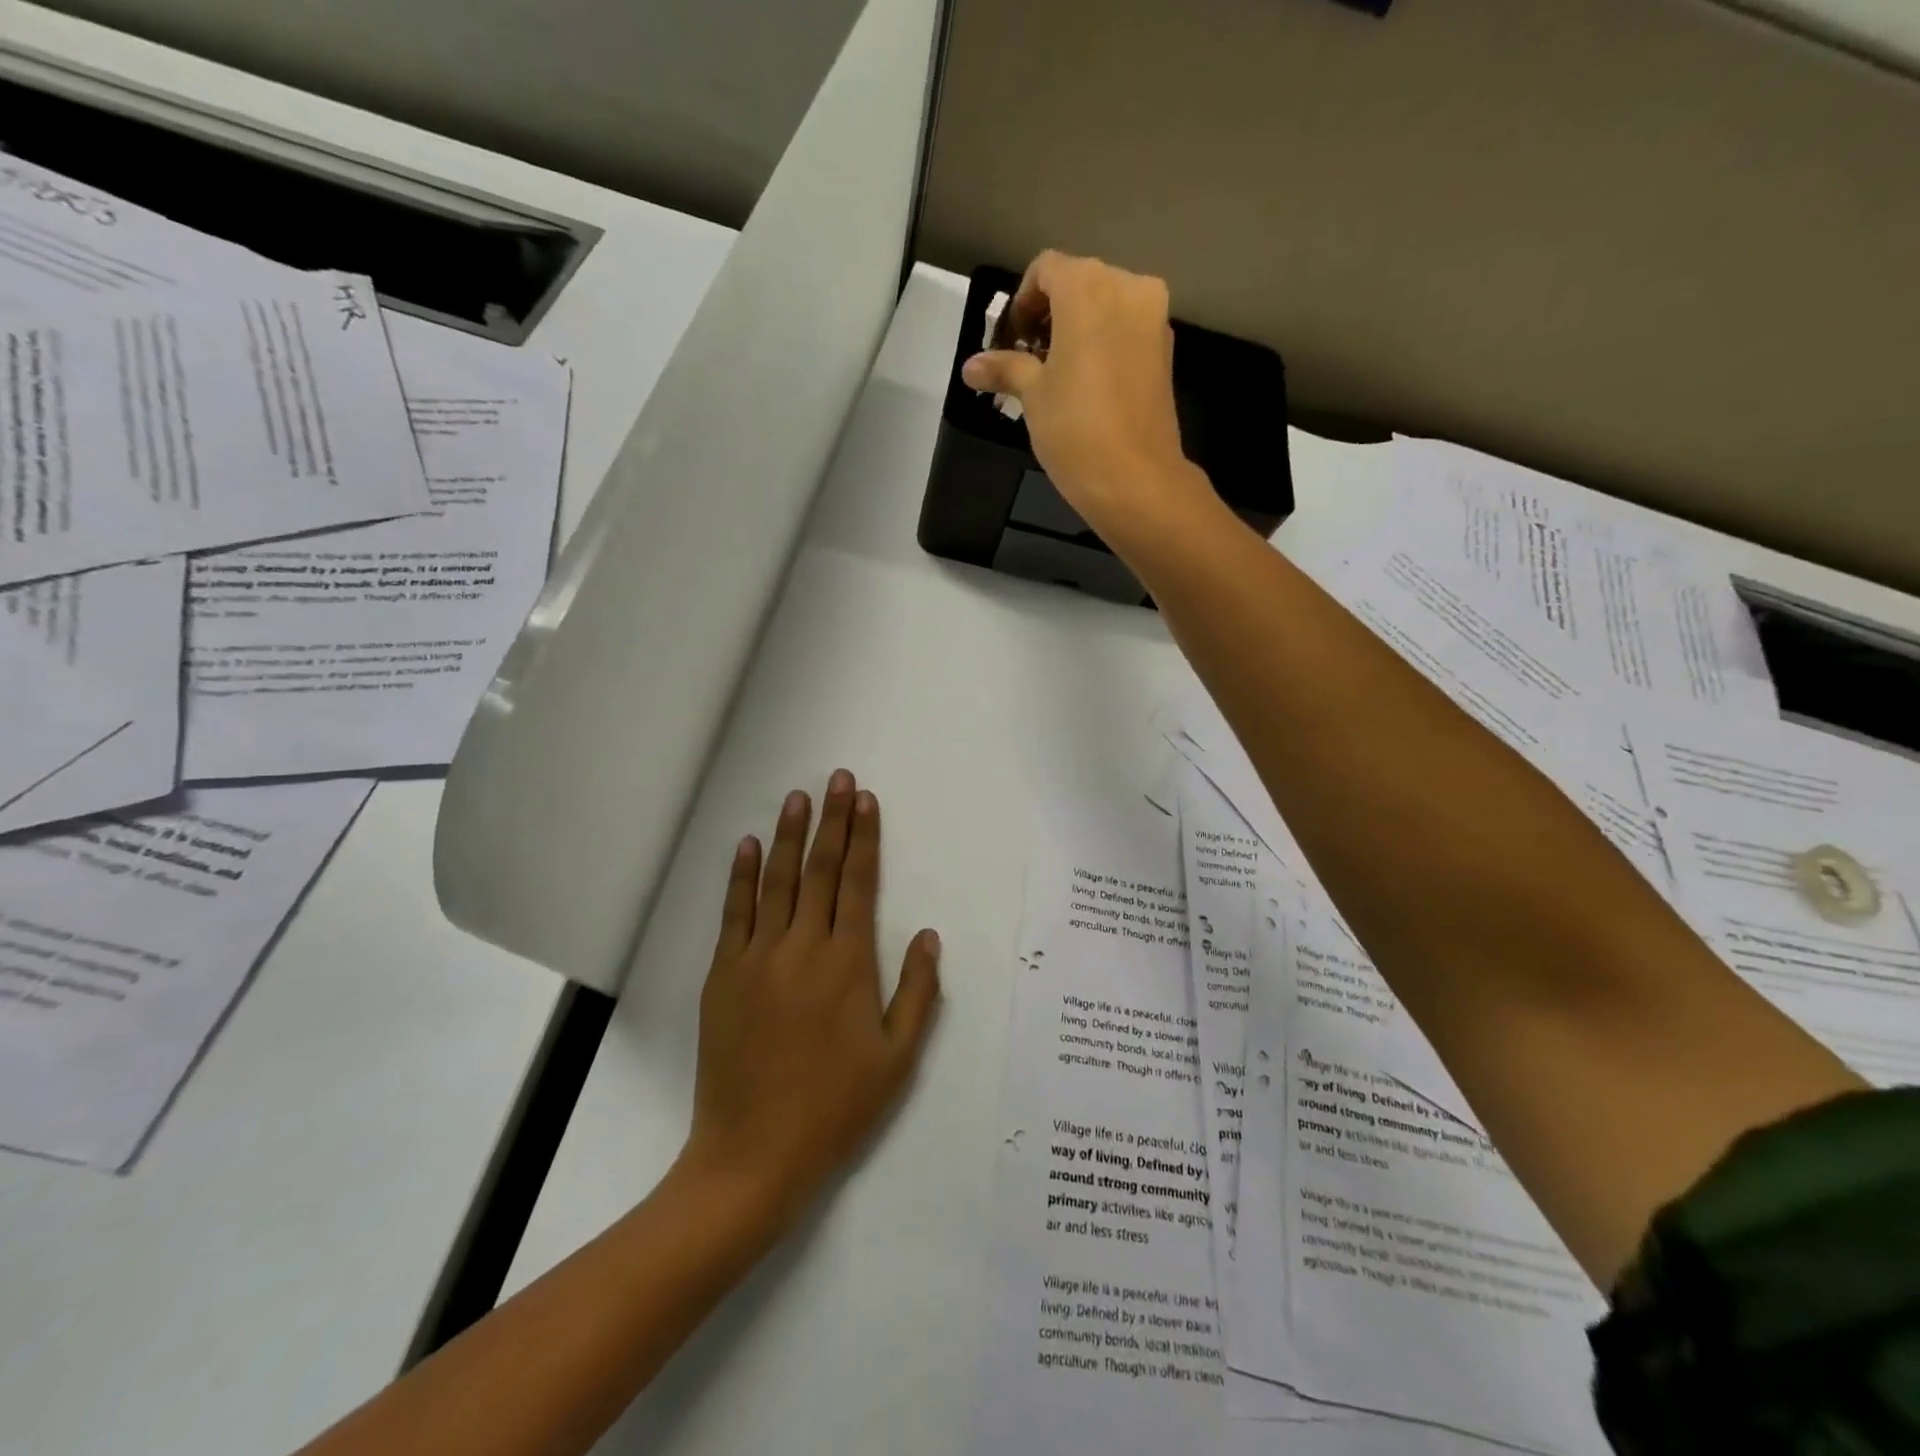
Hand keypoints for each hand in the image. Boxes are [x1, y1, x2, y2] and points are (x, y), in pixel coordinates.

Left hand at [683, 771, 940, 1228]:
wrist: (754, 1154)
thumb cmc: (835, 1108)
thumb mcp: (896, 1058)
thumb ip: (916, 991)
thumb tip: (927, 935)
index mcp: (847, 964)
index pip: (857, 883)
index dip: (864, 838)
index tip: (866, 801)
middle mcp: (802, 948)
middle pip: (819, 870)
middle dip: (832, 820)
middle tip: (838, 779)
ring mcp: (757, 958)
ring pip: (777, 881)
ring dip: (789, 835)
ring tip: (798, 796)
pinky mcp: (724, 974)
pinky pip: (734, 913)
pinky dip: (742, 876)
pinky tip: (747, 846)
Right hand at [961, 251, 1218, 550]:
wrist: (1136, 479)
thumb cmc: (1075, 430)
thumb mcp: (1032, 395)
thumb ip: (1005, 368)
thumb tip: (971, 367)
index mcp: (1089, 287)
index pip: (1046, 269)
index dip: (1022, 301)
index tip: (1010, 340)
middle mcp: (1128, 288)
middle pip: (1079, 283)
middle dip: (1050, 314)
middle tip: (1028, 358)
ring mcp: (1153, 319)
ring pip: (1106, 306)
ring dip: (1077, 330)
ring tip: (1055, 375)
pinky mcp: (1165, 351)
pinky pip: (1126, 331)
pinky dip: (1103, 344)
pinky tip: (1086, 384)